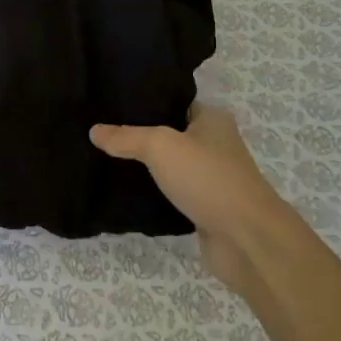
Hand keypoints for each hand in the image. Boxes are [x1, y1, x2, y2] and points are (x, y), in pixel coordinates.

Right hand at [91, 106, 295, 297]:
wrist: (247, 240)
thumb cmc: (207, 178)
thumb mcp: (160, 146)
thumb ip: (126, 137)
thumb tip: (94, 131)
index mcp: (211, 119)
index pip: (173, 100)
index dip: (145, 100)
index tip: (110, 101)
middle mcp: (214, 144)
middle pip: (170, 133)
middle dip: (140, 134)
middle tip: (101, 129)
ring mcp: (211, 178)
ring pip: (170, 166)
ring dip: (146, 166)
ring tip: (105, 156)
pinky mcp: (205, 209)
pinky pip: (172, 193)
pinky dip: (153, 193)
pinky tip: (124, 190)